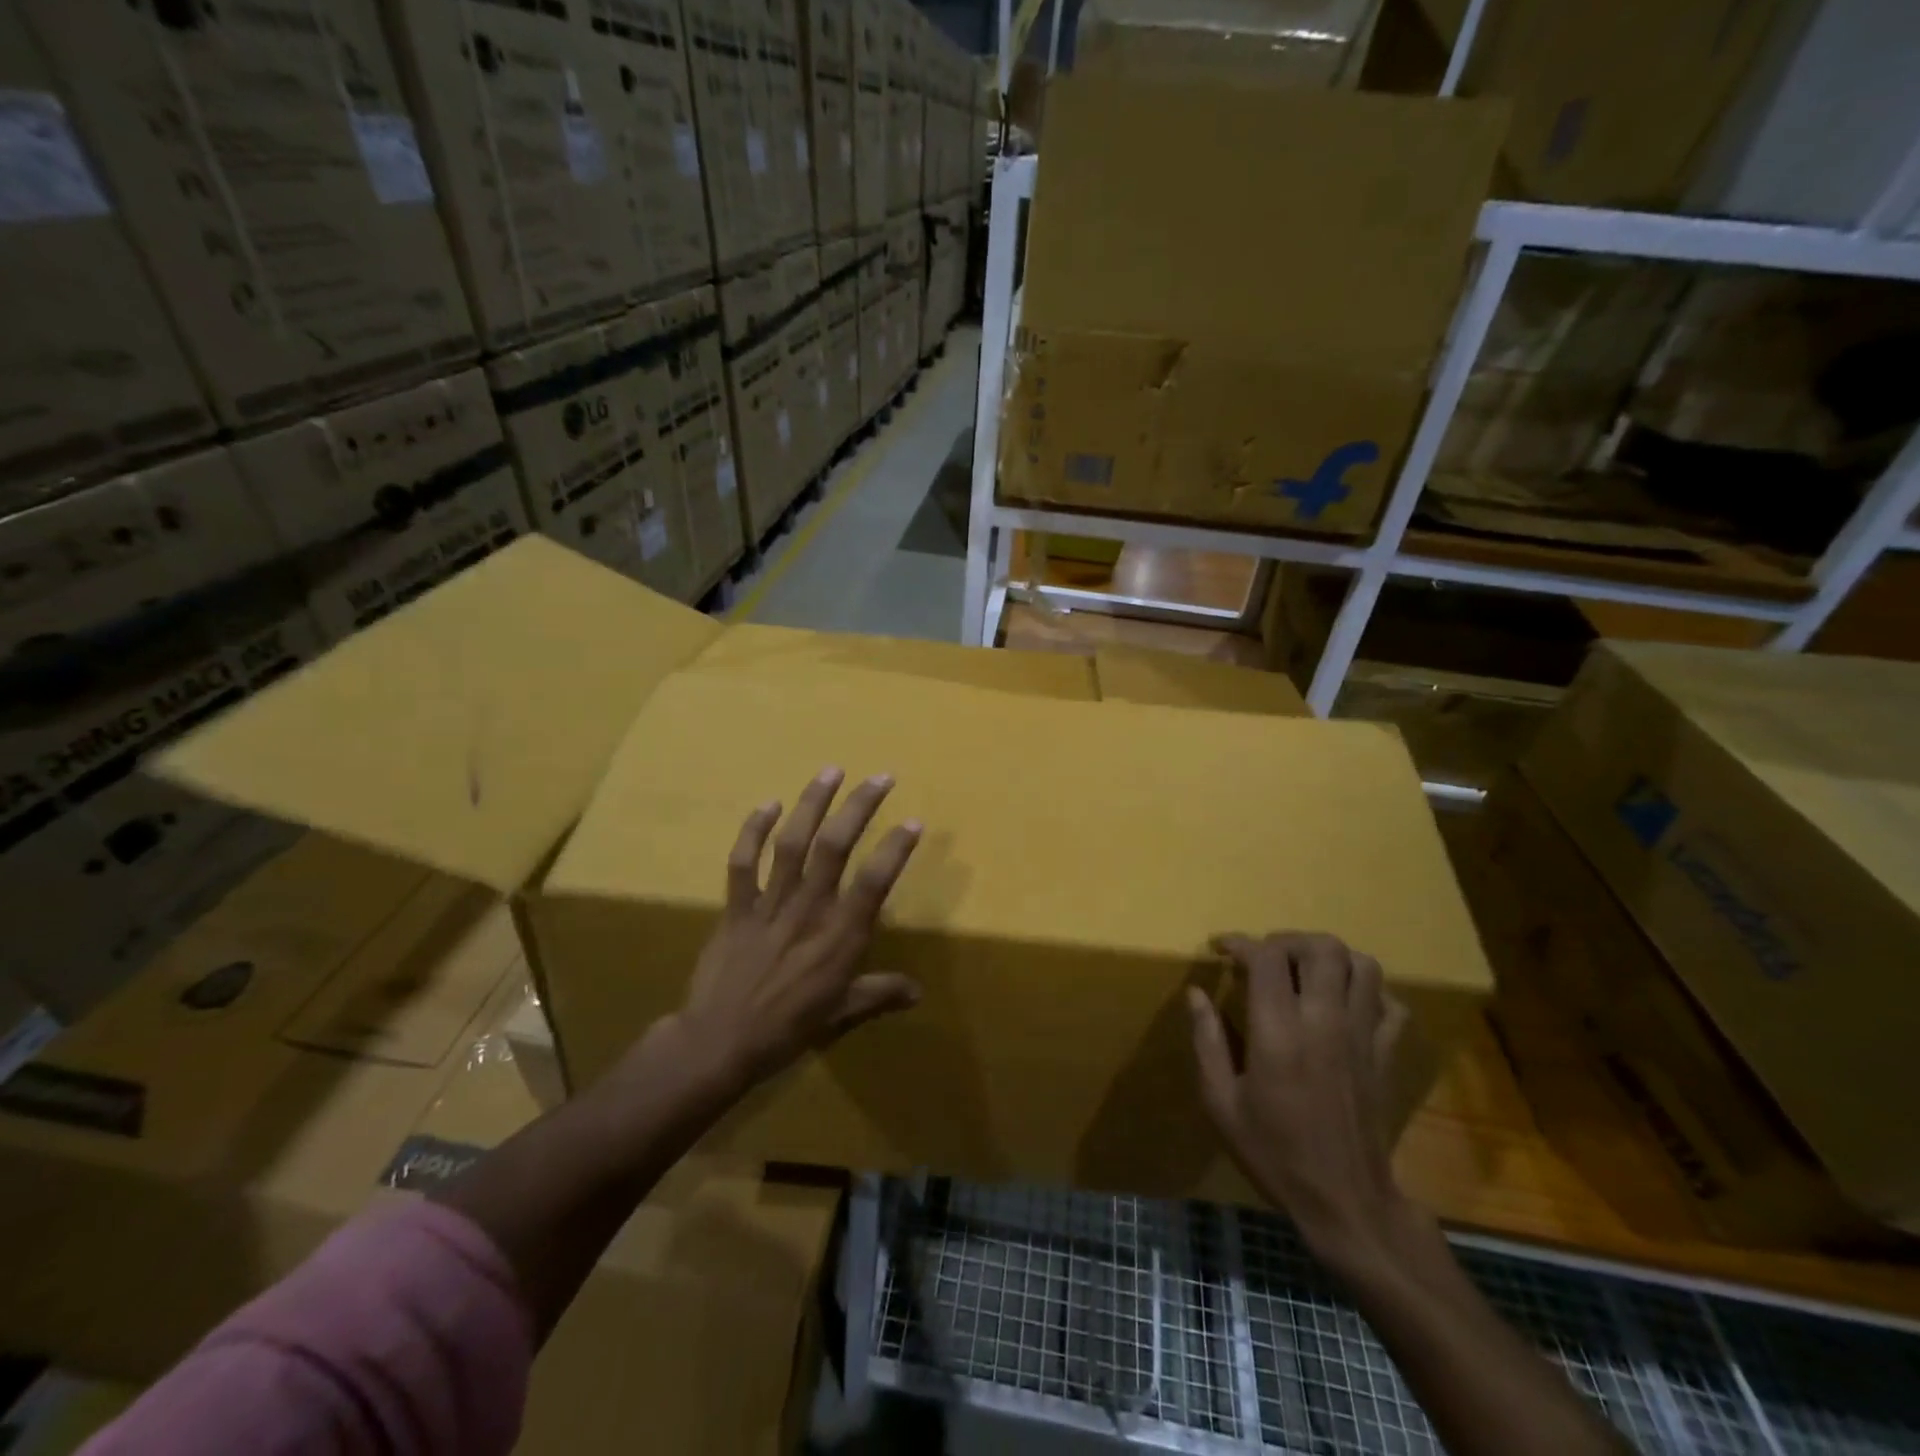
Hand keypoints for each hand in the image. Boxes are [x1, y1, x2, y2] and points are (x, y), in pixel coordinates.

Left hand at [669, 767, 923, 1096]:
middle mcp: (808, 909)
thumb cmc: (787, 1028)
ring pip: (792, 842)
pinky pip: (744, 861)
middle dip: (859, 807)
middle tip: (880, 777)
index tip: (914, 821)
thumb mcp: (841, 1014)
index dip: (895, 849)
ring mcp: (769, 903)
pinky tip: (769, 804)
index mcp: (839, 936)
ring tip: (831, 771)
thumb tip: (918, 993)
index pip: (874, 881)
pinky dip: (753, 830)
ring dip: (812, 803)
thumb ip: (880, 994)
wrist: (718, 1042)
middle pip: (835, 846)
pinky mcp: (737, 906)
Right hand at [1188, 932, 1412, 1267]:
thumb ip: (1207, 1041)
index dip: (1241, 942)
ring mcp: (1363, 1035)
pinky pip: (1390, 1003)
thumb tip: (1196, 994)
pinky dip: (1368, 991)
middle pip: (1322, 947)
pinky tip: (1344, 1004)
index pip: (1267, 957)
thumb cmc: (1274, 1152)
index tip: (1222, 949)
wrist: (1346, 1203)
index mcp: (1279, 1031)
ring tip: (1305, 974)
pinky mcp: (1387, 1055)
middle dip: (1289, 941)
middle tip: (1266, 958)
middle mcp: (1325, 1021)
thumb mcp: (1221, 1102)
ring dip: (1330, 958)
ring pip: (1362, 965)